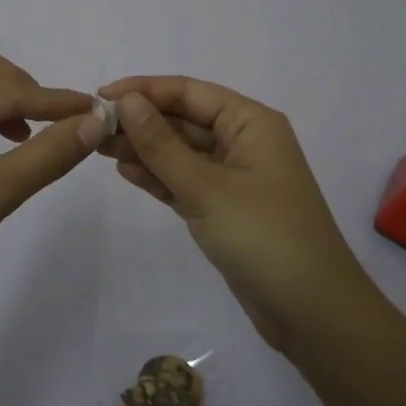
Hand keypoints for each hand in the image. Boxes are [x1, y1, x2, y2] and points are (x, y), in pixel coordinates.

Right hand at [98, 77, 376, 350]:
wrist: (314, 315)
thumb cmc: (264, 238)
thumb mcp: (206, 188)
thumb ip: (162, 144)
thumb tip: (127, 101)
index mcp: (251, 123)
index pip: (189, 92)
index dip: (144, 90)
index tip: (100, 98)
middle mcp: (244, 142)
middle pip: (184, 119)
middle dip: (140, 121)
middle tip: (91, 128)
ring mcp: (235, 177)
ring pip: (181, 152)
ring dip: (144, 148)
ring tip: (98, 148)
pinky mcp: (226, 209)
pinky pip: (186, 181)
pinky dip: (159, 176)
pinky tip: (126, 172)